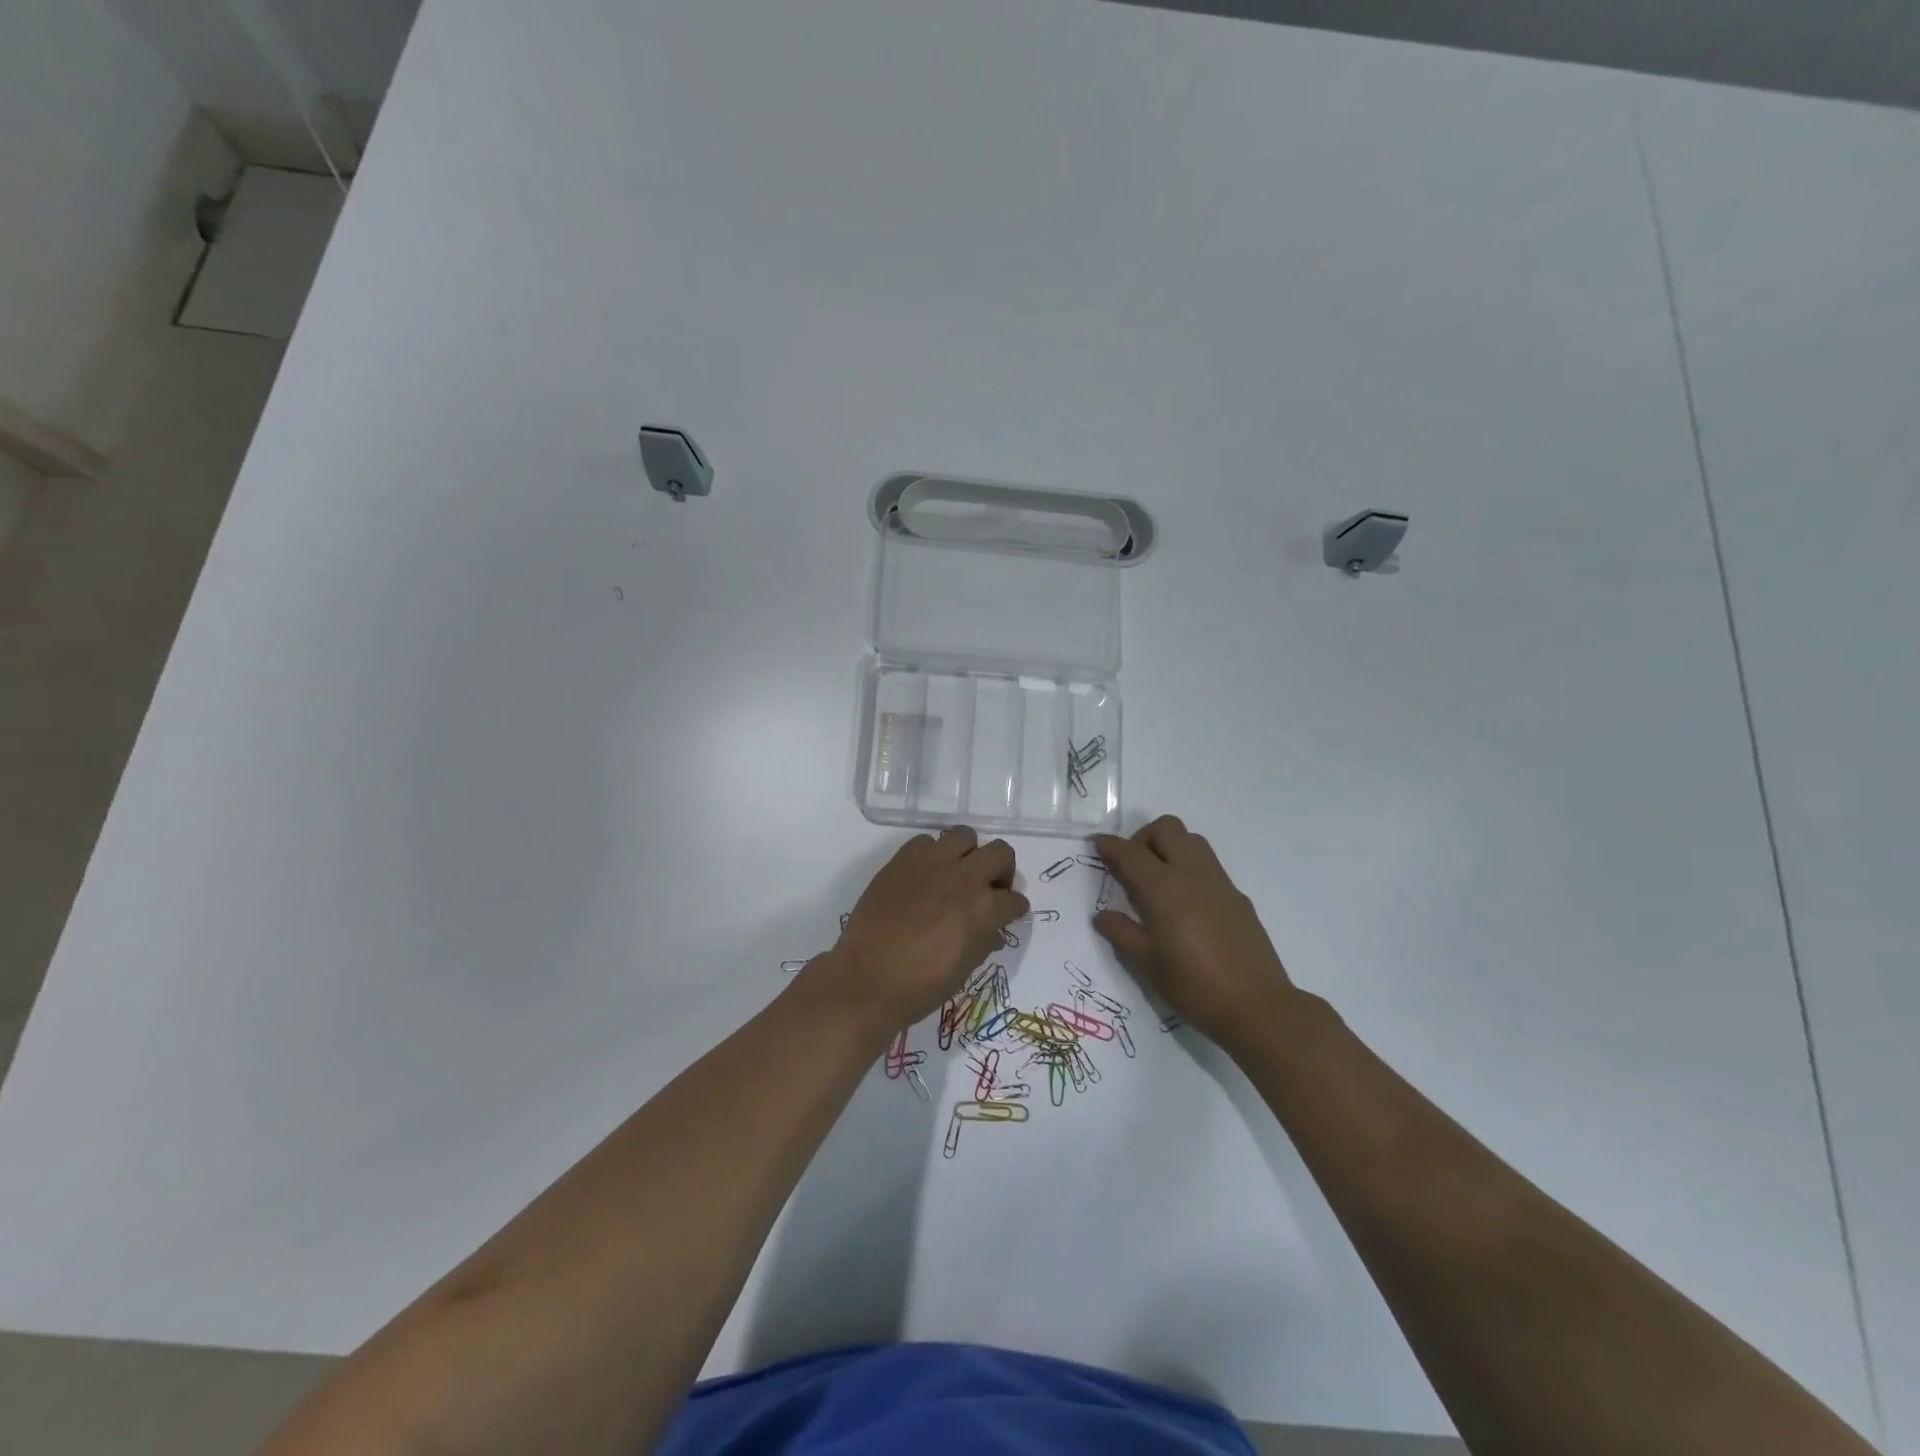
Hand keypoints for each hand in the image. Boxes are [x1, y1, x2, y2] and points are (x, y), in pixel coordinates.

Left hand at [806, 826, 1028, 1034]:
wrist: (866, 979)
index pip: (1016, 900)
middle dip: (1001, 871)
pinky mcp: (902, 859)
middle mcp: (964, 877)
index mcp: (984, 908)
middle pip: (1001, 853)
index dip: (1014, 911)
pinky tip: (924, 876)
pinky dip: (932, 854)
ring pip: (965, 835)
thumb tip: (993, 930)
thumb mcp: (964, 969)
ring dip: (968, 854)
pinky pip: (926, 841)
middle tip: (989, 889)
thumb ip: (984, 942)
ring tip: (957, 874)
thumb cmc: (920, 986)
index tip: (1007, 917)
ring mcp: (932, 863)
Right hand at [1092, 816, 1296, 1047]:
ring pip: (1192, 839)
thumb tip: (1103, 916)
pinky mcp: (1237, 895)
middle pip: (1166, 828)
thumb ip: (1122, 933)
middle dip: (1143, 837)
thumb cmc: (1193, 985)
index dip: (1110, 845)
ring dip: (1170, 847)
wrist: (1256, 1005)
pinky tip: (1186, 904)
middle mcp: (1191, 873)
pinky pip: (1208, 864)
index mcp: (1163, 888)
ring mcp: (1218, 882)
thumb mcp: (1147, 963)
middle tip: (1133, 867)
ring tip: (1159, 882)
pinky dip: (1190, 867)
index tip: (1098, 845)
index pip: (1130, 852)